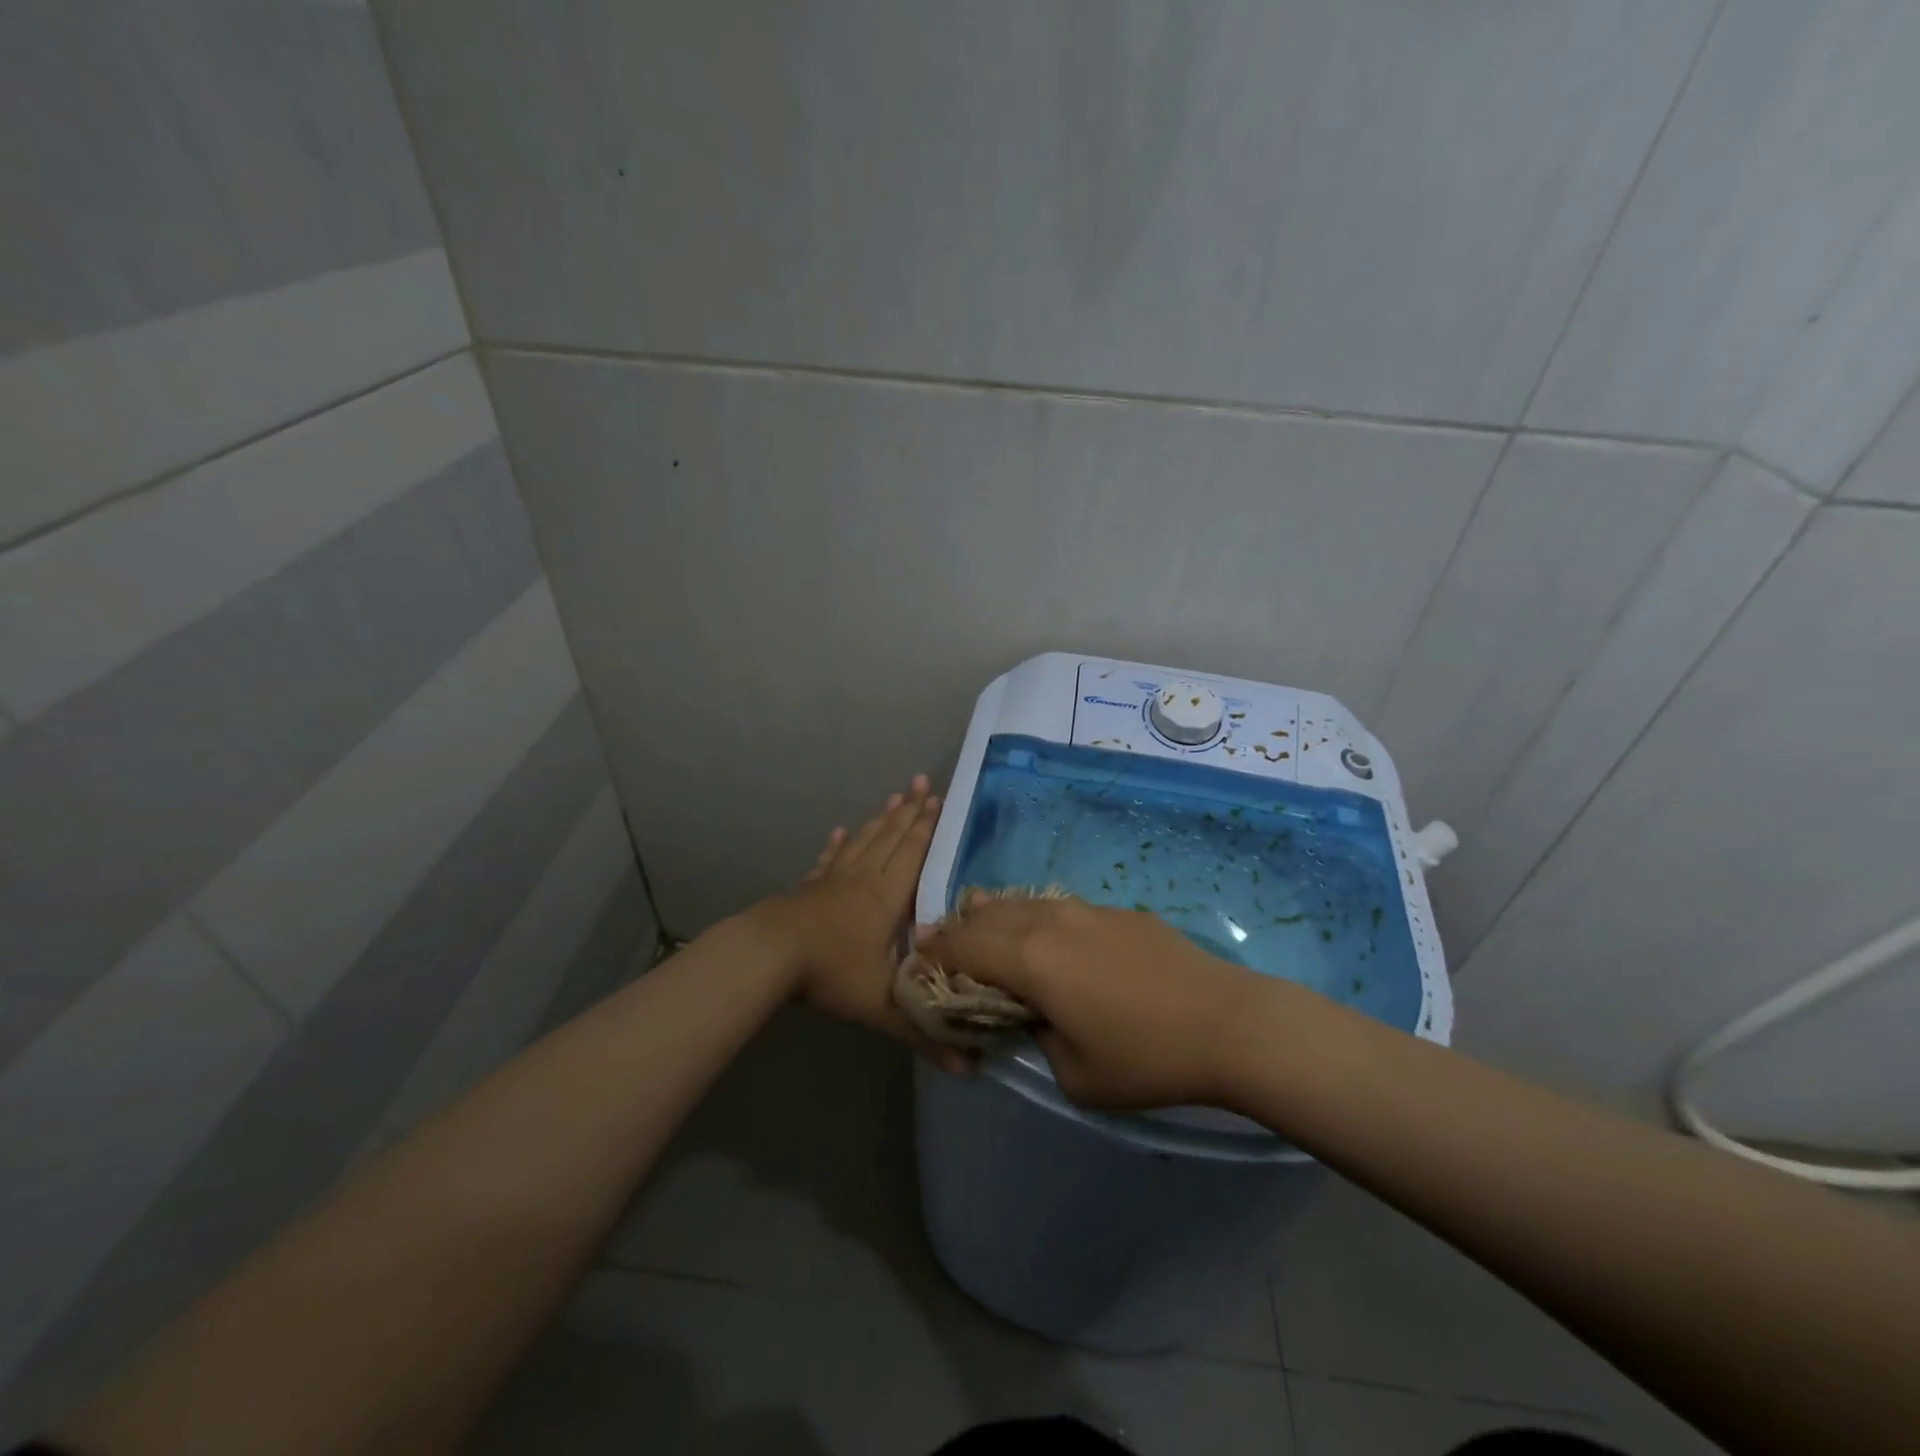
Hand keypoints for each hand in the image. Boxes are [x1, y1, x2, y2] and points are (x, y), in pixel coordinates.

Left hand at [750, 776, 968, 1070]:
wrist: (769, 957)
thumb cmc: (830, 974)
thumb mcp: (881, 1007)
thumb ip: (922, 1033)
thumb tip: (971, 1069)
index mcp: (886, 897)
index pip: (913, 854)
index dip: (928, 828)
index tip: (941, 800)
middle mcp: (863, 879)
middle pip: (891, 838)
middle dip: (910, 811)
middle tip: (924, 783)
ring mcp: (833, 880)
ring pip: (863, 841)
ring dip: (881, 819)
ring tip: (895, 797)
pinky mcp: (809, 887)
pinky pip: (829, 859)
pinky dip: (838, 844)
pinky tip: (841, 832)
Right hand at [912, 892, 1269, 1107]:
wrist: (1227, 1022)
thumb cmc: (1147, 1058)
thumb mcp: (1076, 1074)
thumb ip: (1039, 1038)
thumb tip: (1033, 1015)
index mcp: (1031, 960)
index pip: (965, 947)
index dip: (936, 953)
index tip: (917, 960)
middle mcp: (1050, 922)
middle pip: (988, 916)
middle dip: (957, 927)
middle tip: (938, 939)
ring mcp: (1086, 910)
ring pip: (1022, 902)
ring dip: (993, 913)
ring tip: (976, 918)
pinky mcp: (1116, 911)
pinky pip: (1057, 906)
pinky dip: (1032, 914)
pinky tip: (1038, 927)